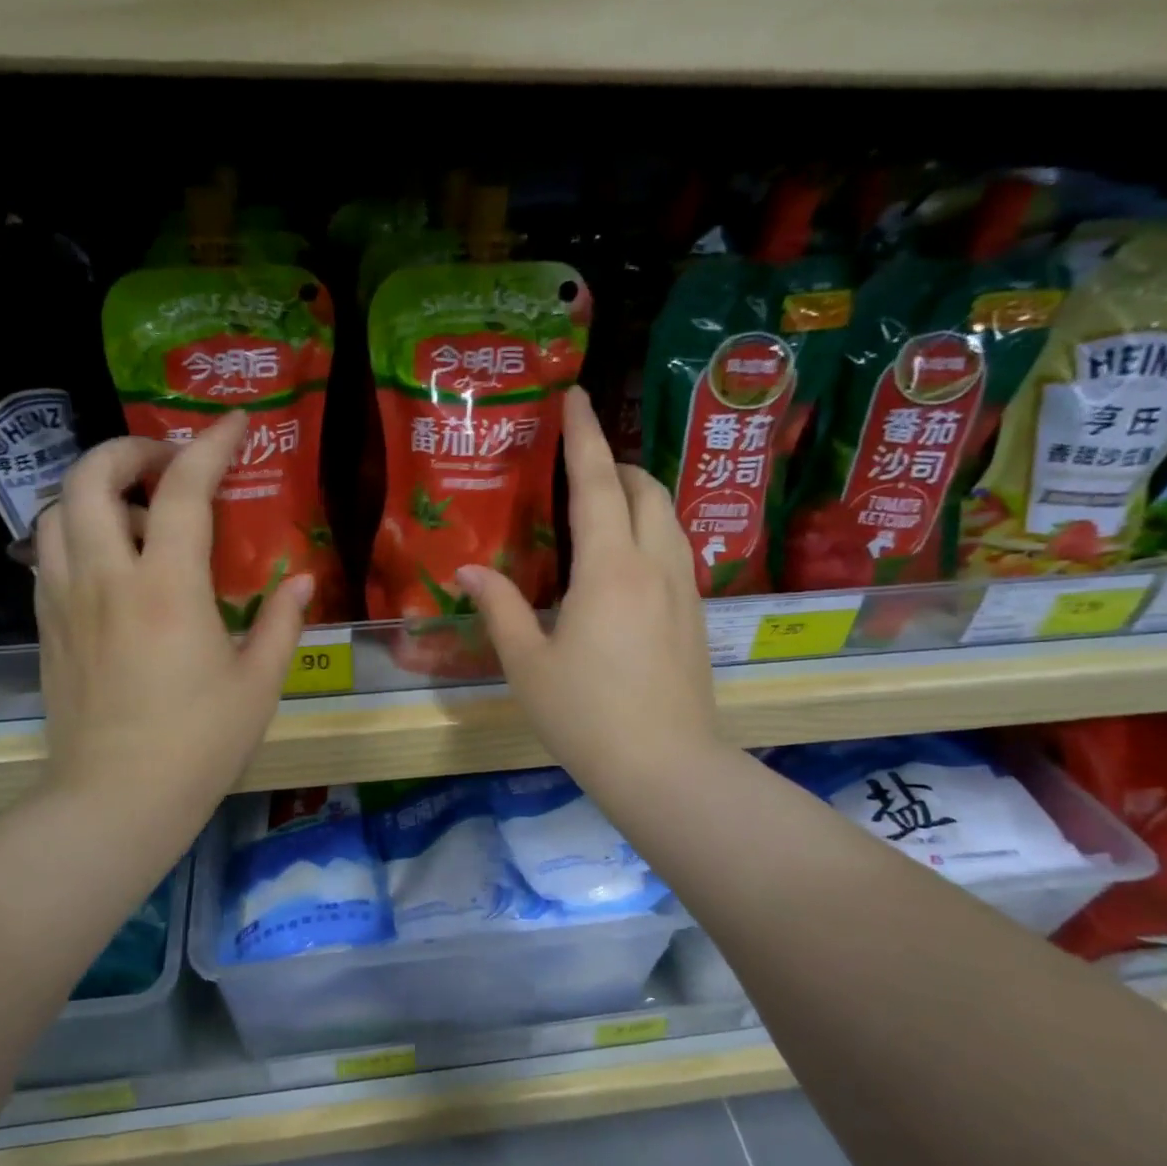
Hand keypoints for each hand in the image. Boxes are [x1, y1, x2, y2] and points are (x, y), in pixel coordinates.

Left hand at [31, 411, 310, 816]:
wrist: (115, 801)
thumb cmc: (199, 744)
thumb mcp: (258, 683)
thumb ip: (281, 622)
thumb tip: (302, 580)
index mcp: (167, 588)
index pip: (184, 490)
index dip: (211, 445)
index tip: (234, 423)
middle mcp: (106, 578)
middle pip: (90, 476)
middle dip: (128, 450)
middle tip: (167, 463)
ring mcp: (65, 600)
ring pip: (56, 510)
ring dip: (94, 490)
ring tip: (135, 515)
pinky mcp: (47, 626)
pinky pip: (48, 554)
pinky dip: (76, 532)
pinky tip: (110, 562)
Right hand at [457, 387, 719, 795]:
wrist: (667, 768)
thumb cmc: (586, 716)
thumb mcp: (527, 663)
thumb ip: (499, 607)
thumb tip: (468, 571)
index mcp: (609, 569)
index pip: (596, 482)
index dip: (584, 435)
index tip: (576, 396)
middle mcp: (655, 565)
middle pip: (645, 489)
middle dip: (616, 464)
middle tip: (581, 465)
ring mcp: (685, 590)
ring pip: (669, 518)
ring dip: (639, 496)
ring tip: (605, 506)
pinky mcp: (697, 617)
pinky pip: (677, 550)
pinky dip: (652, 530)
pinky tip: (628, 561)